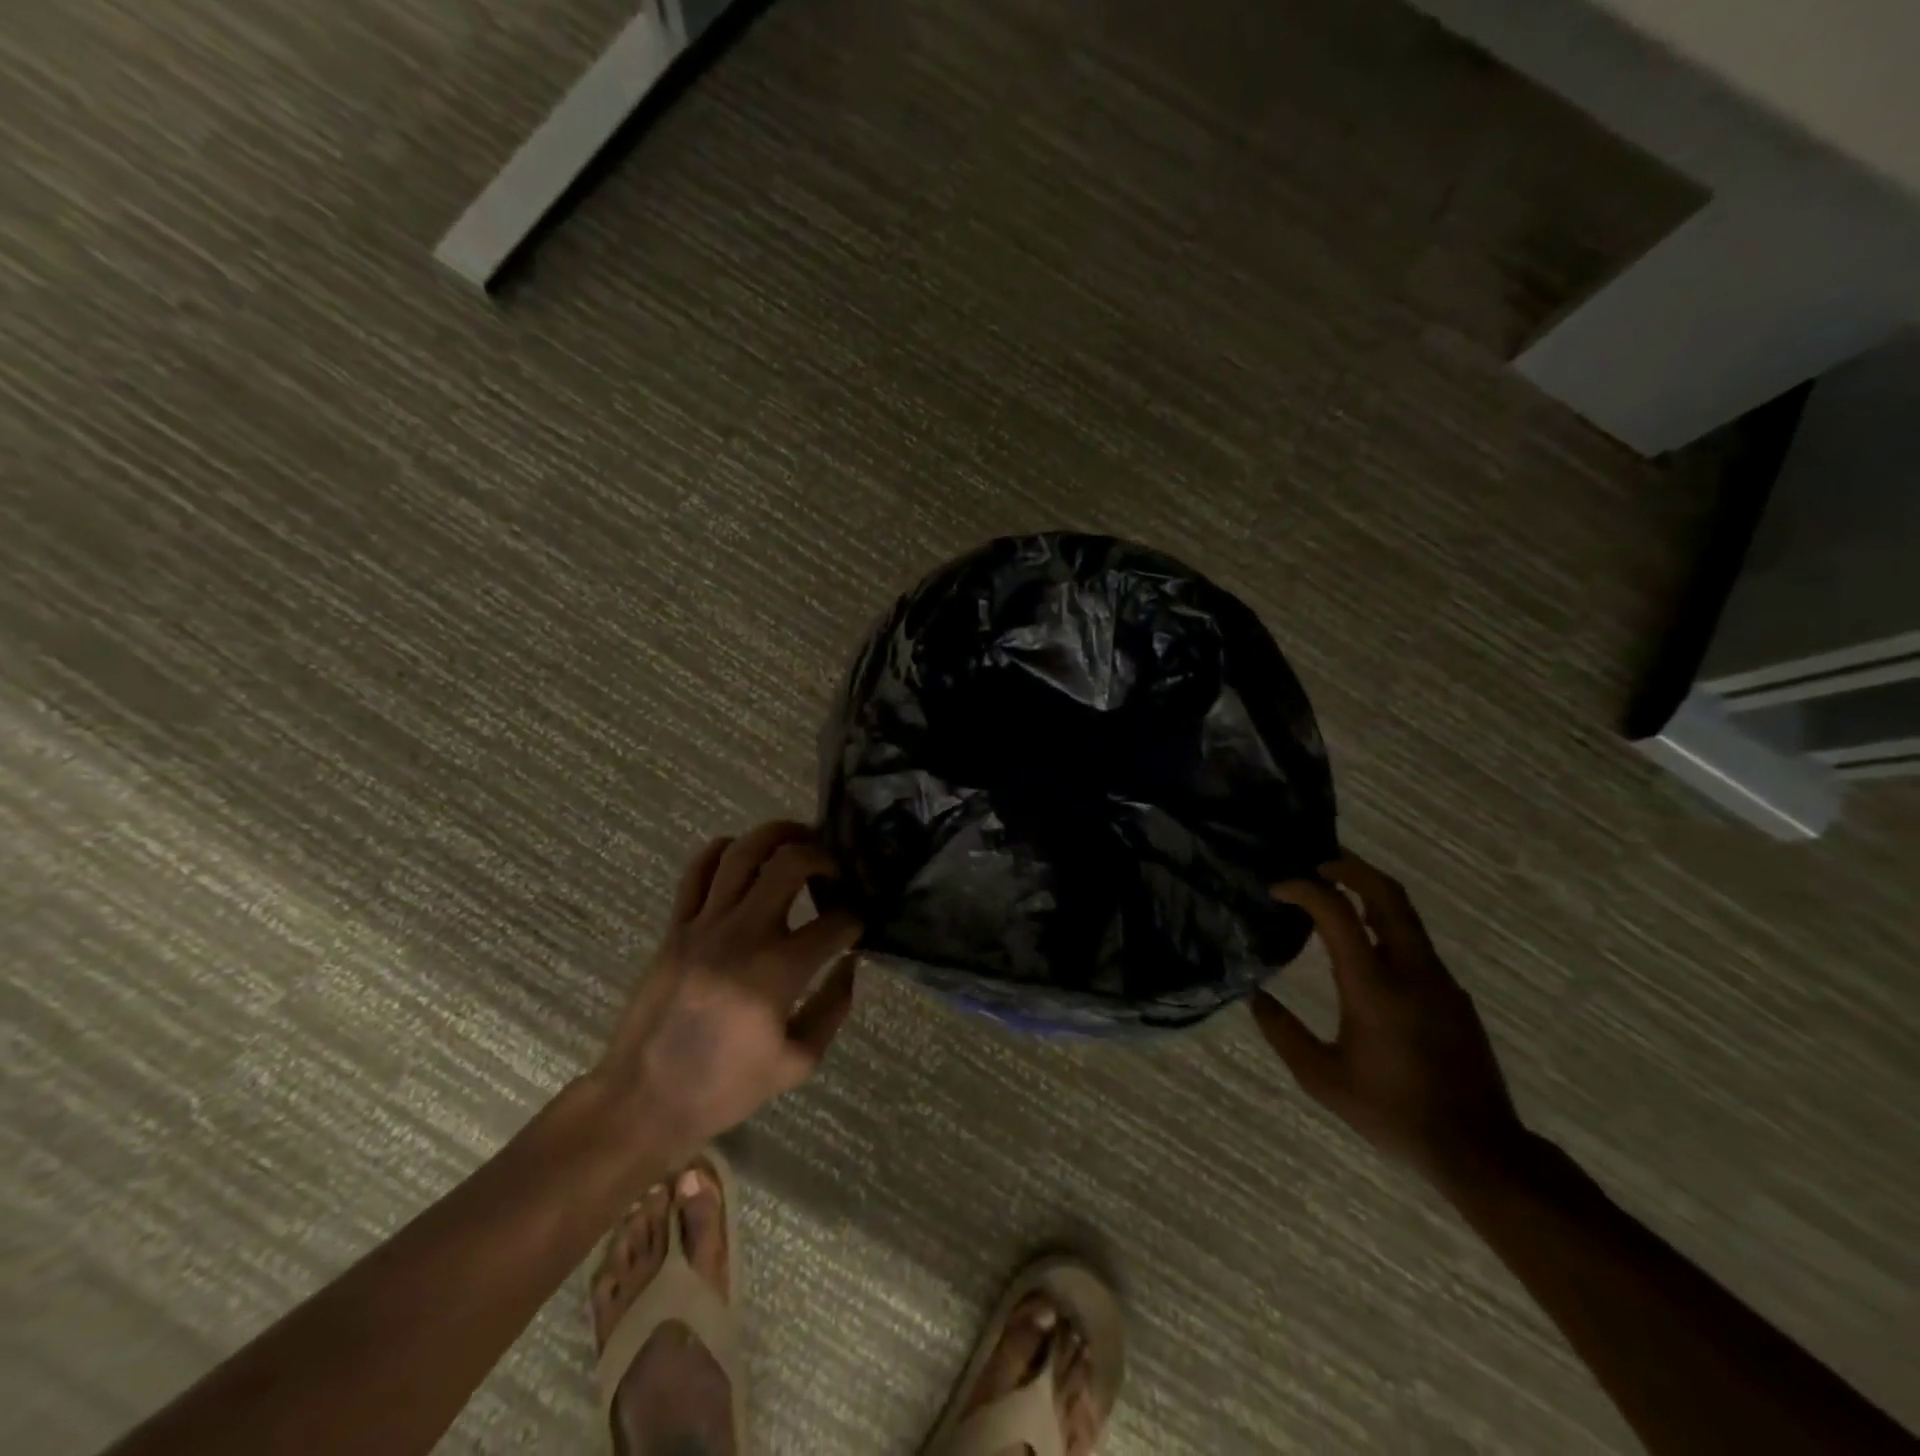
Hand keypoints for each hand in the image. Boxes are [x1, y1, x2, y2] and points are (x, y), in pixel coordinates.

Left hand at [589, 821, 863, 1165]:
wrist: (644, 1101)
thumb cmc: (725, 1088)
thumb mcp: (797, 1063)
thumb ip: (834, 1008)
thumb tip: (851, 965)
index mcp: (777, 971)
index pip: (834, 922)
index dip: (856, 918)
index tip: (858, 924)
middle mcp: (743, 934)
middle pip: (791, 863)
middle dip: (824, 857)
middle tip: (835, 870)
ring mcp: (703, 925)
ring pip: (743, 853)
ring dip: (777, 835)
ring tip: (798, 838)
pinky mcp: (675, 927)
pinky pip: (697, 871)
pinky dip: (723, 850)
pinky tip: (742, 854)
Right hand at [1252, 853, 1524, 1184]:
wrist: (1479, 1149)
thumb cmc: (1392, 1112)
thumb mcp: (1322, 1079)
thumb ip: (1283, 1033)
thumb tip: (1255, 997)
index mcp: (1373, 986)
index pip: (1337, 912)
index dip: (1304, 890)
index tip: (1277, 889)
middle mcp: (1411, 970)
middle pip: (1386, 894)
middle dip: (1350, 868)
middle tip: (1317, 862)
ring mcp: (1439, 980)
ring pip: (1405, 914)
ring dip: (1369, 892)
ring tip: (1335, 892)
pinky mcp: (1452, 994)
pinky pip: (1415, 942)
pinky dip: (1385, 923)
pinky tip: (1365, 945)